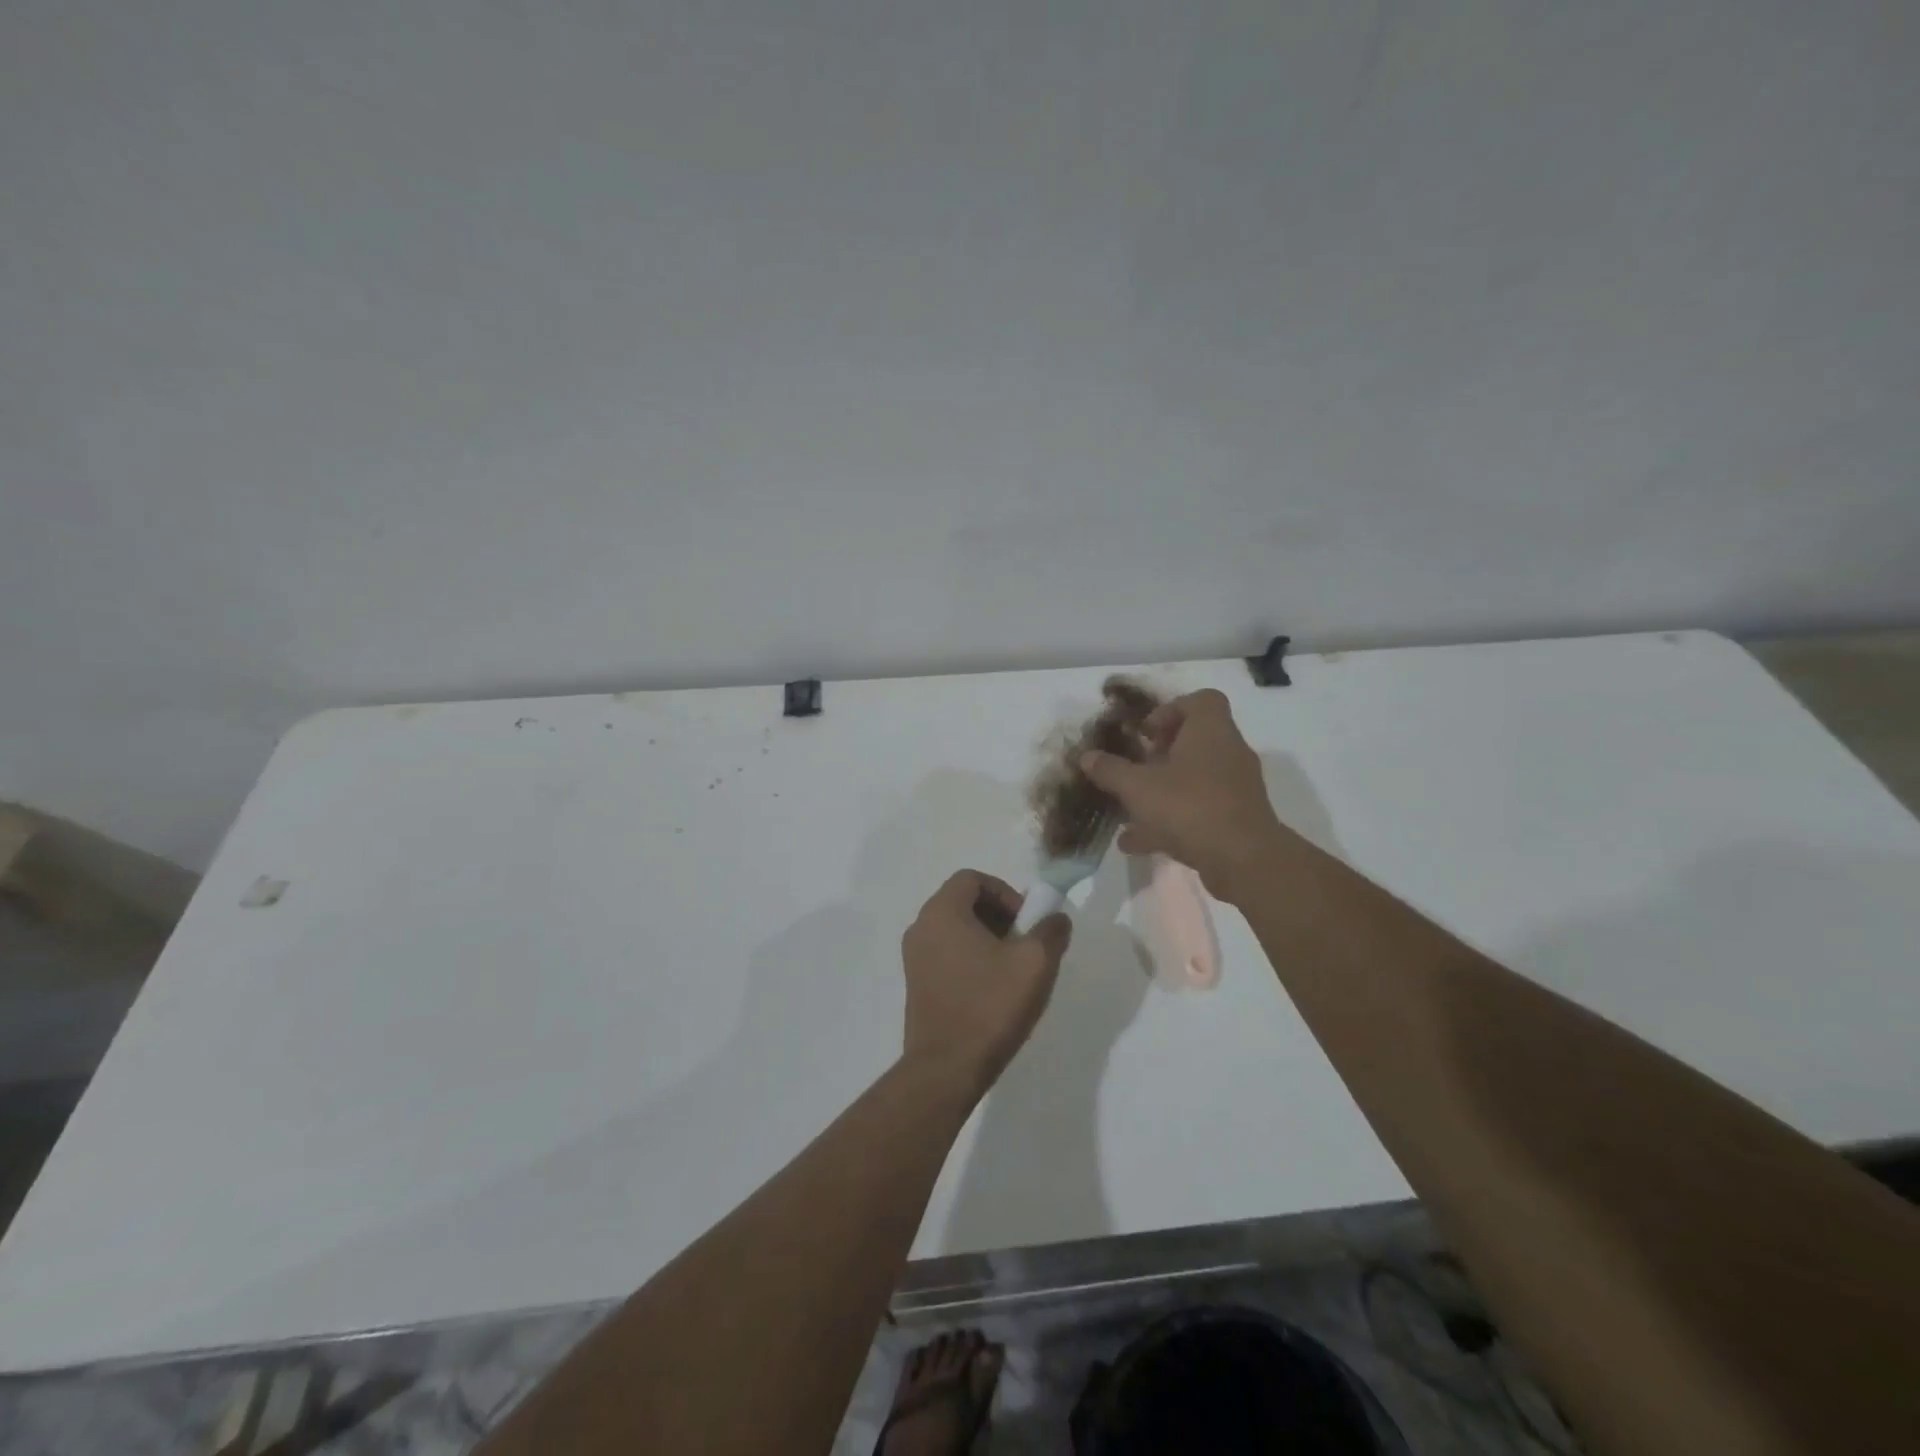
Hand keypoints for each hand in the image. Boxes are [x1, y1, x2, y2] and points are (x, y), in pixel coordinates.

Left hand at [900, 871, 1071, 1094]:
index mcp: (942, 912)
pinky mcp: (916, 985)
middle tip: (1024, 943)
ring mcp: (914, 958)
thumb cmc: (989, 1006)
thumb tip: (1056, 918)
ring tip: (1013, 970)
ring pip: (955, 930)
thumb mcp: (1035, 963)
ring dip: (987, 939)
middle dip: (999, 916)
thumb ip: (1051, 931)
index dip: (1005, 891)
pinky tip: (993, 990)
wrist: (946, 1069)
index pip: (972, 878)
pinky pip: (946, 954)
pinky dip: (971, 959)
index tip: (1026, 921)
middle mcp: (921, 927)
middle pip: (963, 902)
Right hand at [1079, 688, 1287, 902]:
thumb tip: (1086, 757)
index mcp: (1210, 731)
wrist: (1244, 860)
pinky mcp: (1236, 819)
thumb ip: (1110, 770)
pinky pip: (1199, 810)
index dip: (1170, 710)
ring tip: (1129, 809)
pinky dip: (1170, 821)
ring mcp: (1235, 788)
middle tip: (1135, 769)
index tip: (1146, 734)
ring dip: (1162, 790)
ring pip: (1194, 779)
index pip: (1201, 700)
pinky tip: (1137, 843)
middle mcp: (1228, 752)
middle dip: (1160, 755)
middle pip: (1195, 741)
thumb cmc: (1190, 807)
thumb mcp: (1138, 787)